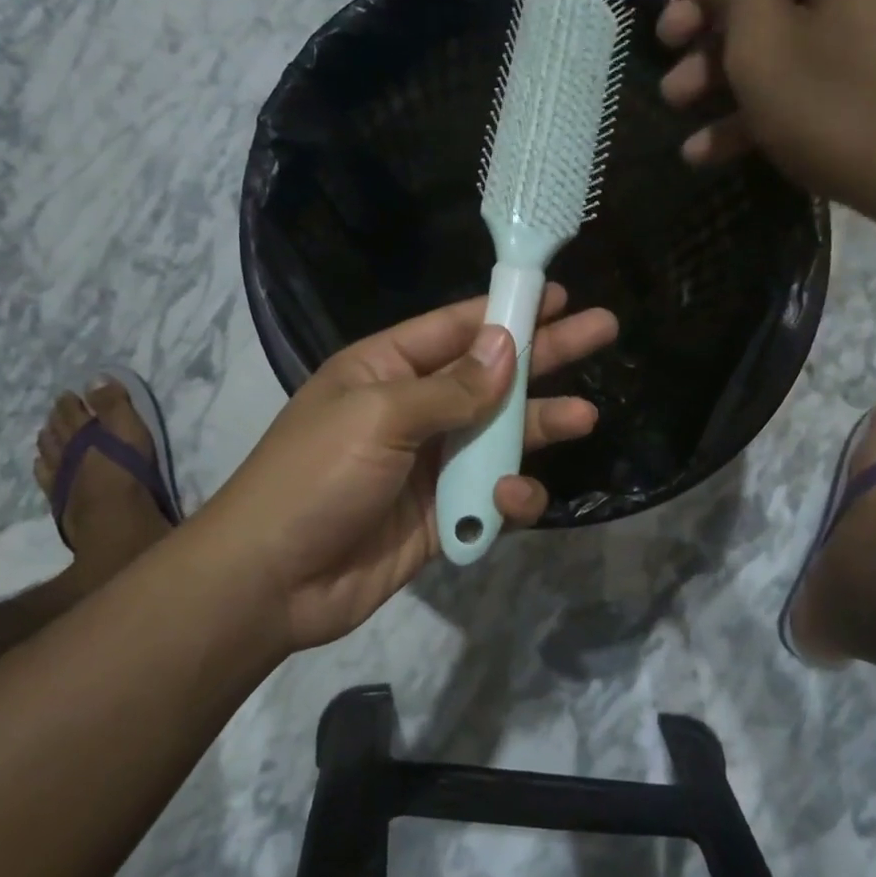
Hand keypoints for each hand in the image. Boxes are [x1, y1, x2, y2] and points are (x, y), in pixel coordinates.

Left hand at [203, 287, 616, 651]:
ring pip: (499, 435)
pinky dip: (507, 496)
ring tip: (586, 416)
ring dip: (540, 426)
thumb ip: (450, 388)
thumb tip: (505, 347)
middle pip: (491, 375)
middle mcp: (413, 409)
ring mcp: (430, 463)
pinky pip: (490, 494)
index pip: (456, 329)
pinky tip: (510, 498)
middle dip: (545, 355)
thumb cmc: (315, 477)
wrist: (273, 581)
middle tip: (603, 330)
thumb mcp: (378, 416)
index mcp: (386, 370)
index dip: (506, 310)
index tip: (556, 295)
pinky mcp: (442, 513)